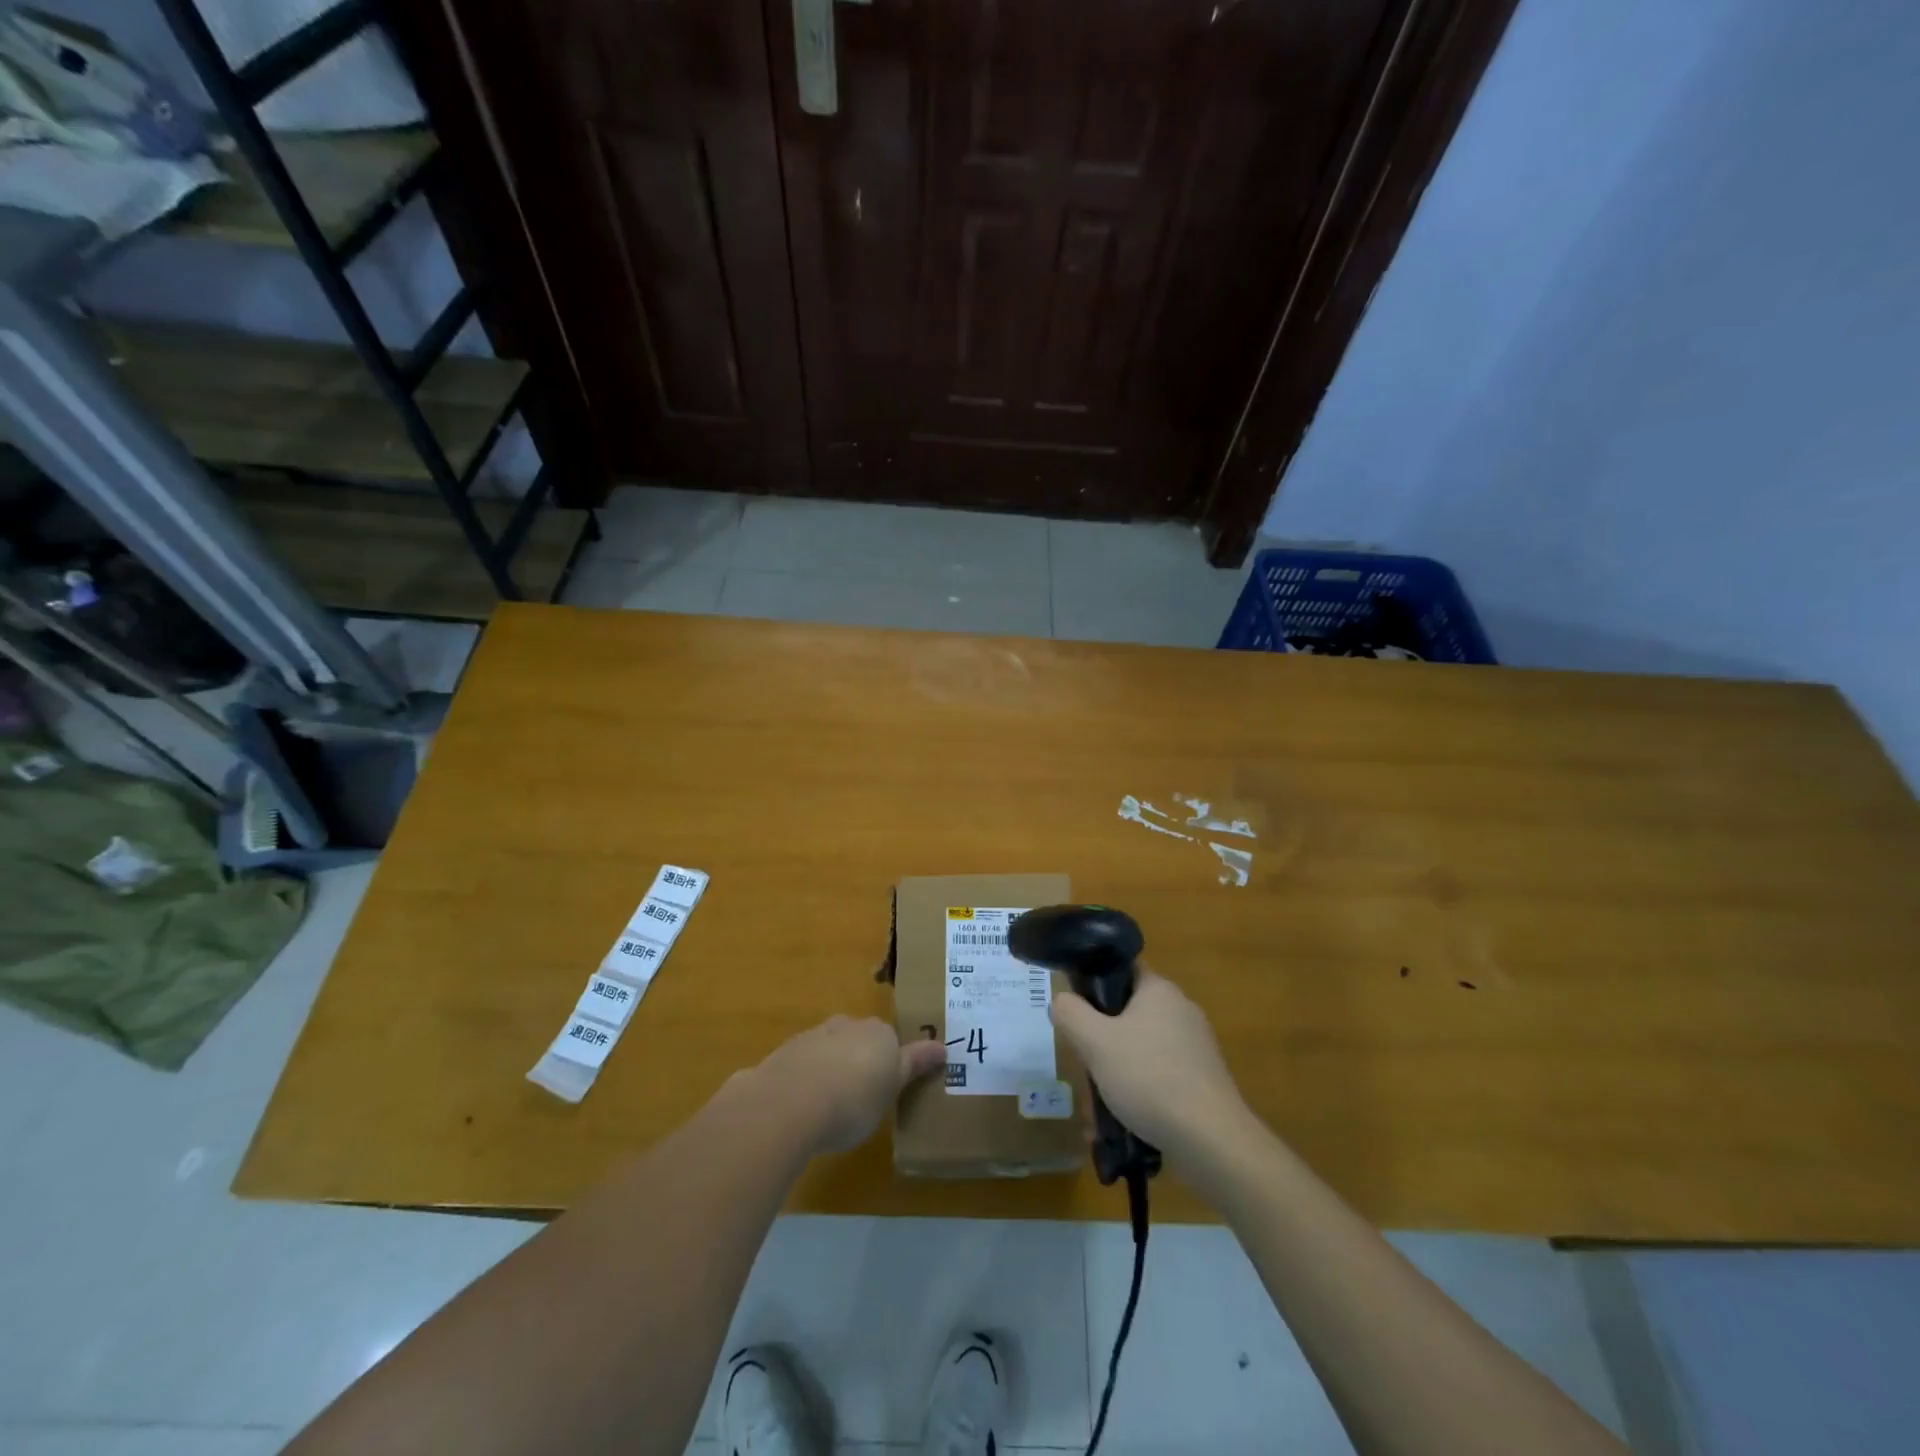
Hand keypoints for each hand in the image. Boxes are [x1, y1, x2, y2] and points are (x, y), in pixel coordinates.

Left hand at [751, 1015, 945, 1154]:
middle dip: (860, 1061)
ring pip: (830, 1048)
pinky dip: (807, 1078)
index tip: (887, 1088)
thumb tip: (943, 1047)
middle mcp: (848, 1025)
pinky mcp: (786, 1052)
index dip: (890, 1064)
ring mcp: (814, 1035)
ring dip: (832, 1069)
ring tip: (830, 1106)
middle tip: (861, 1097)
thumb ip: (914, 1065)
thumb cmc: (853, 1100)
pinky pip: (804, 1063)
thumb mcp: (892, 1089)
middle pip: (859, 1040)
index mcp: (878, 1032)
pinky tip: (803, 1106)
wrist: (789, 1103)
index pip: (890, 1040)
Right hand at [1050, 969, 1251, 1163]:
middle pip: (1129, 1012)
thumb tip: (1061, 1000)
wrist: (1211, 1140)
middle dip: (1102, 1038)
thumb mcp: (1095, 1043)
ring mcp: (1196, 1046)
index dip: (1093, 983)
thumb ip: (1070, 1014)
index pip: (1121, 970)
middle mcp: (1181, 1010)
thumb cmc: (1149, 1078)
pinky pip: (1160, 1075)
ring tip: (1099, 1101)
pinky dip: (1140, 1091)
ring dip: (1118, 1069)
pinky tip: (1124, 1119)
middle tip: (1084, 1061)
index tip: (1074, 1010)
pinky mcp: (1203, 1079)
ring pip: (1142, 1047)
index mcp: (1159, 990)